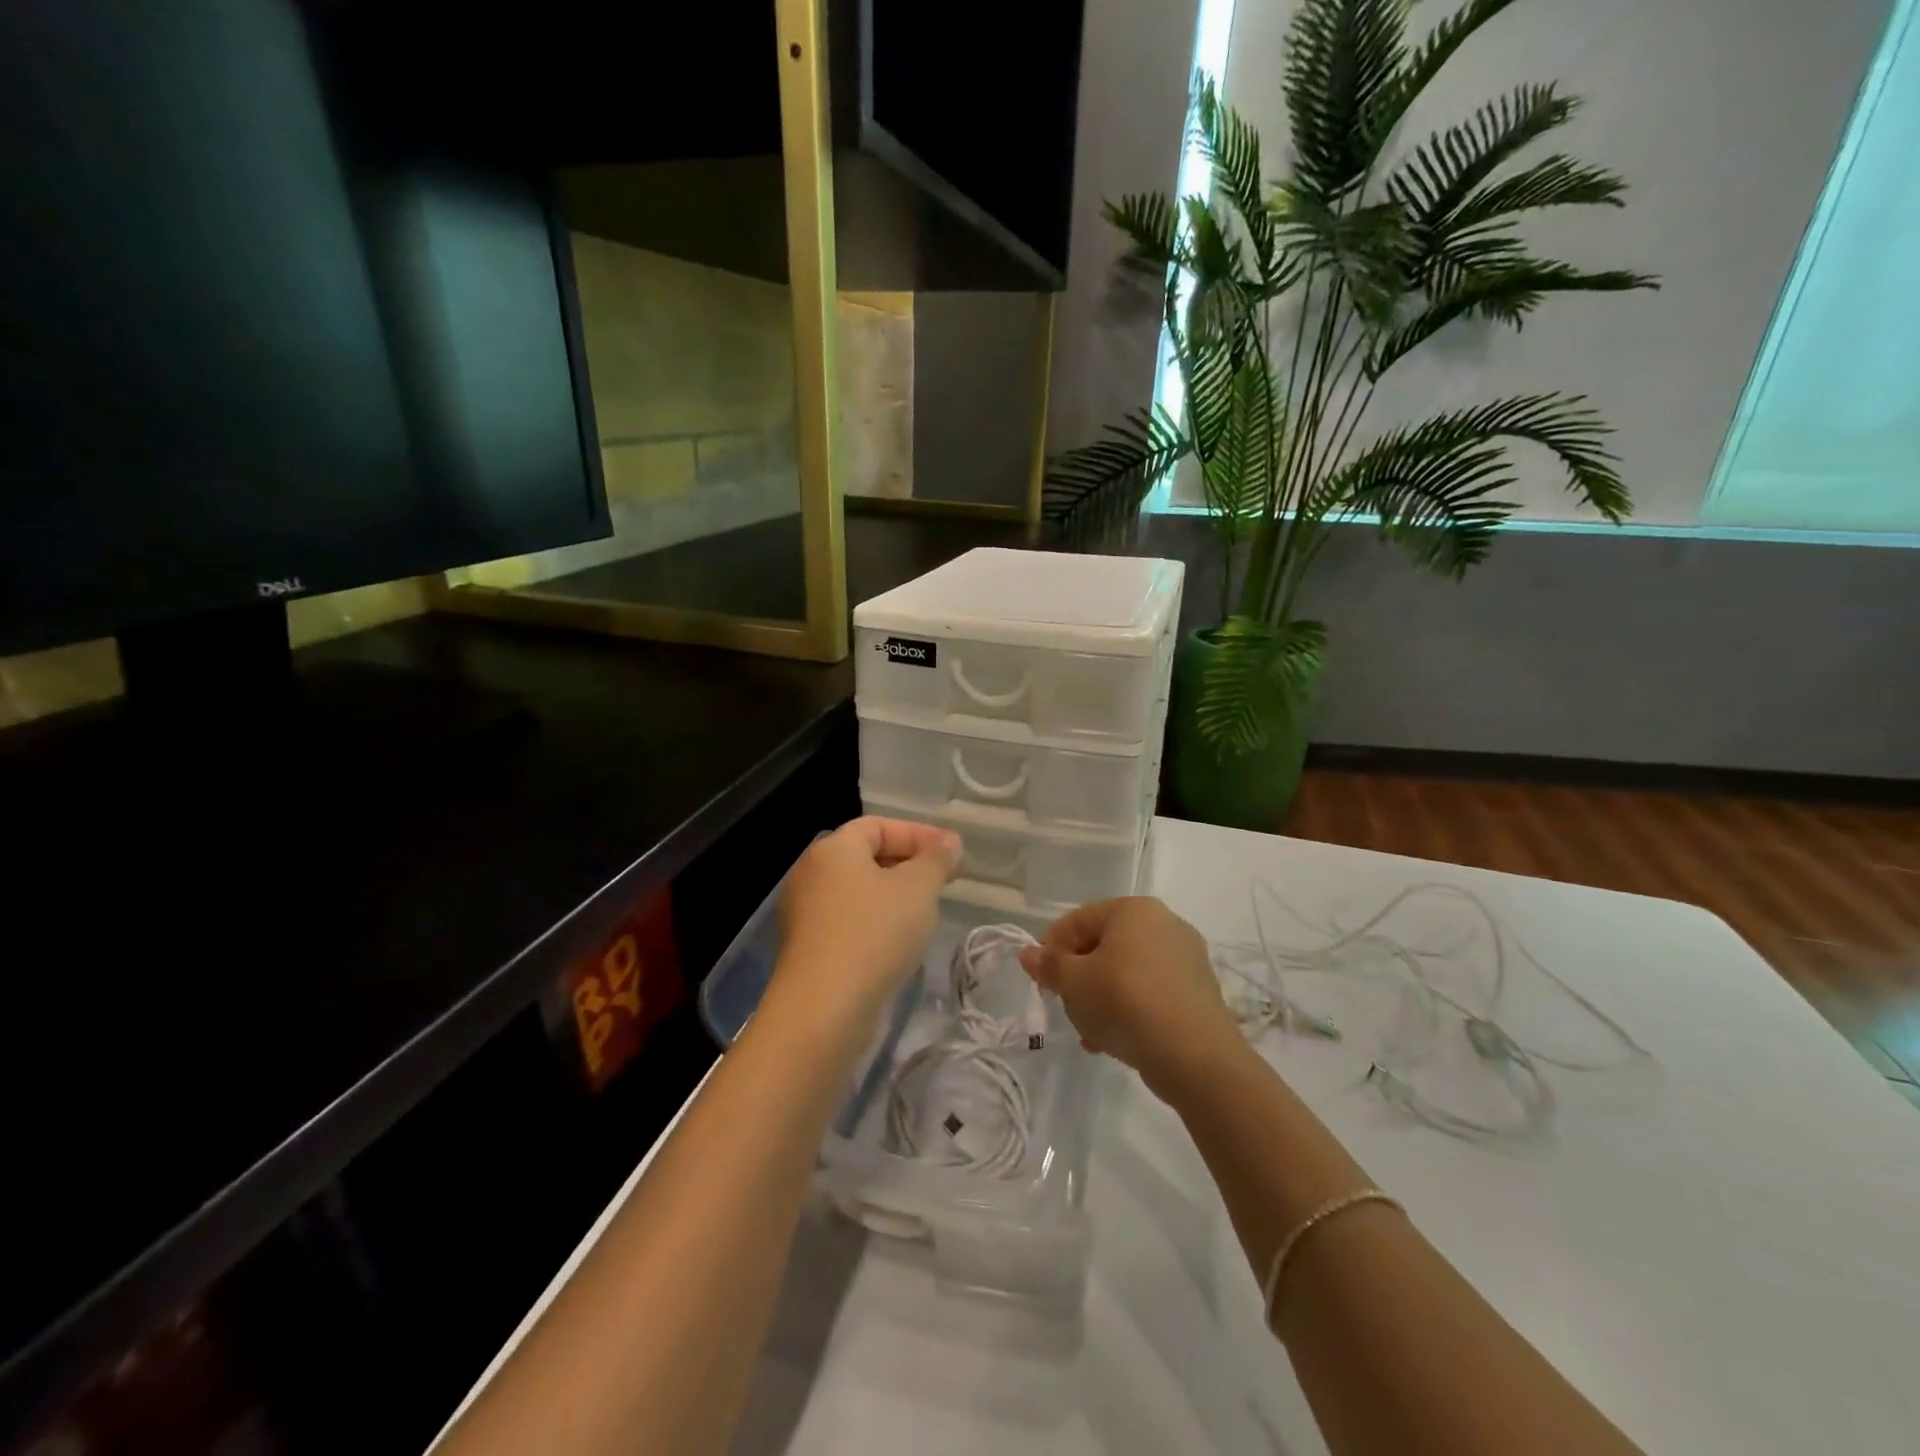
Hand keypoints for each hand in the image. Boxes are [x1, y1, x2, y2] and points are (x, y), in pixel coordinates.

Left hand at [769, 816, 960, 1042]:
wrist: (823, 1010)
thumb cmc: (874, 934)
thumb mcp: (918, 889)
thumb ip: (937, 859)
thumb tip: (949, 842)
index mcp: (833, 849)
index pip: (878, 826)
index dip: (918, 834)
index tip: (952, 854)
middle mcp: (811, 873)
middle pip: (865, 856)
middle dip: (908, 864)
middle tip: (943, 881)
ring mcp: (804, 913)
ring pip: (858, 891)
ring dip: (893, 896)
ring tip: (926, 912)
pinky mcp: (807, 948)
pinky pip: (848, 921)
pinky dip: (875, 922)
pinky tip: (899, 943)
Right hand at [1019, 896, 1240, 1090]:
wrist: (1195, 1056)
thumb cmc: (1125, 1003)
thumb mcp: (1074, 984)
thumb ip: (1048, 965)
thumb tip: (1028, 953)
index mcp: (1133, 909)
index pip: (1078, 921)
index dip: (1051, 950)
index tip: (1042, 982)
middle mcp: (1164, 922)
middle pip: (1103, 946)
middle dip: (1079, 978)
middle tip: (1066, 1008)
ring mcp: (1186, 957)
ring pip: (1127, 972)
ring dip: (1102, 998)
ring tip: (1090, 1033)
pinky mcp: (1198, 990)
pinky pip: (1151, 991)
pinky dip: (1130, 1009)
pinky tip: (1116, 1040)